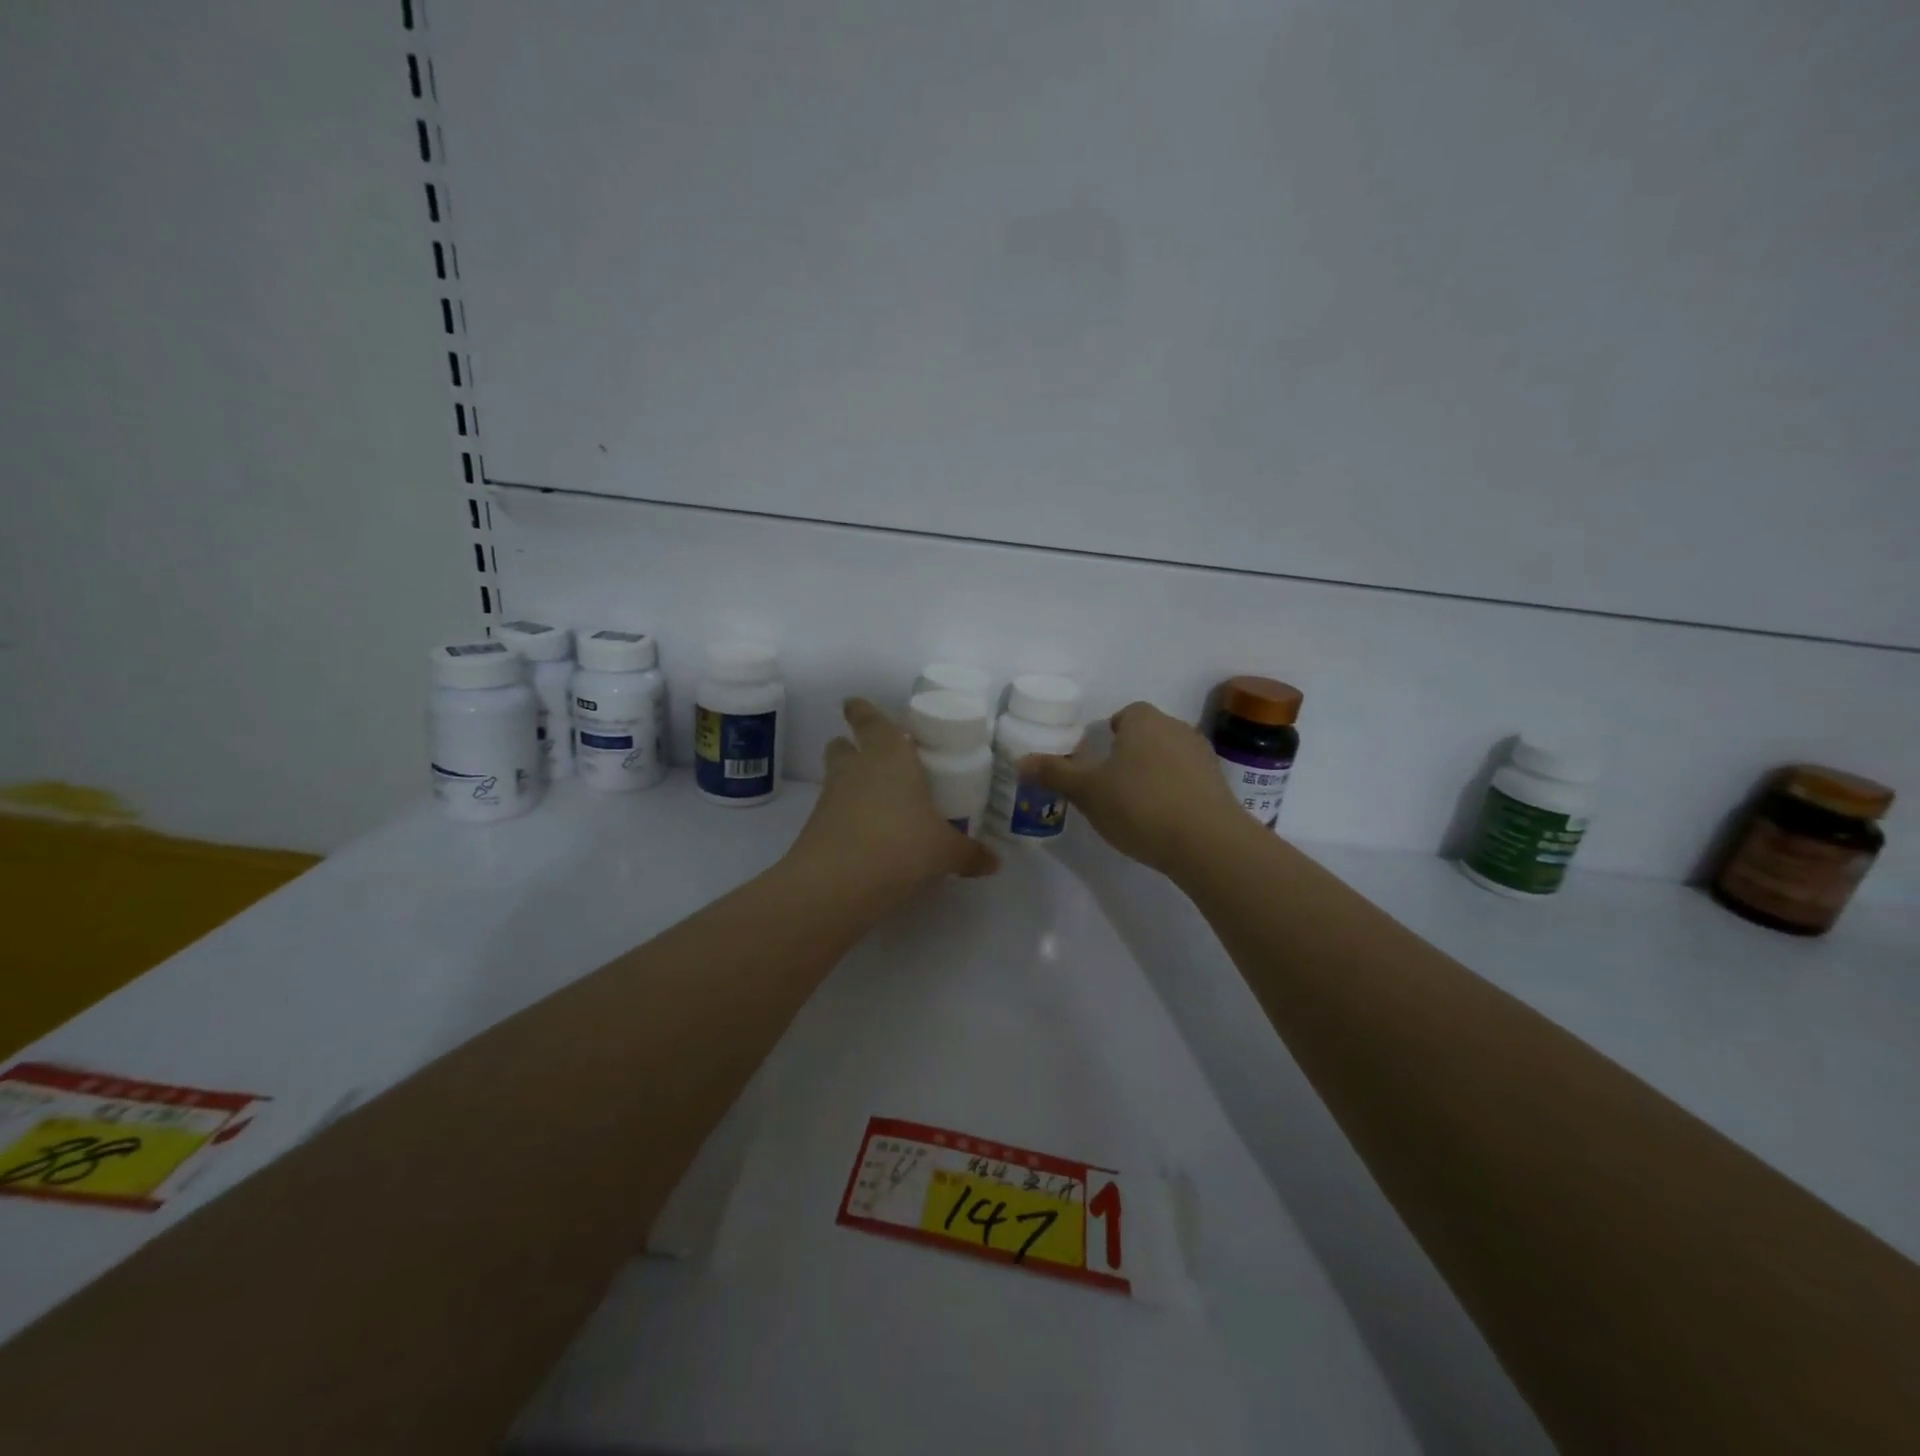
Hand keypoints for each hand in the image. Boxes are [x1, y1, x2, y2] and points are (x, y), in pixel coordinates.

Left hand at [785, 698, 997, 909]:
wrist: (836, 882)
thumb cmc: (901, 845)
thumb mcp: (944, 851)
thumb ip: (969, 853)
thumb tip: (993, 862)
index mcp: (890, 755)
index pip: (870, 719)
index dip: (861, 710)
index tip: (853, 704)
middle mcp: (856, 768)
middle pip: (842, 745)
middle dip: (852, 747)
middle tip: (874, 758)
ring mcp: (830, 797)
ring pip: (835, 778)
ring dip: (849, 783)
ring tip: (877, 803)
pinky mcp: (815, 827)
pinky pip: (832, 812)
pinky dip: (846, 818)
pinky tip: (868, 838)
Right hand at [1022, 702, 1248, 875]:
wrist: (1207, 842)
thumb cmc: (1139, 805)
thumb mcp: (1087, 792)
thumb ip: (1054, 773)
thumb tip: (1020, 761)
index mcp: (1143, 721)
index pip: (1125, 714)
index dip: (1110, 732)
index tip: (1097, 758)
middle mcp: (1176, 729)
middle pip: (1148, 734)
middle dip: (1130, 753)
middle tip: (1110, 784)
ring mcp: (1203, 757)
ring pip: (1170, 757)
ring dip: (1155, 773)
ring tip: (1136, 806)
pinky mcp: (1219, 786)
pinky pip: (1188, 781)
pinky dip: (1175, 792)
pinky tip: (1163, 820)